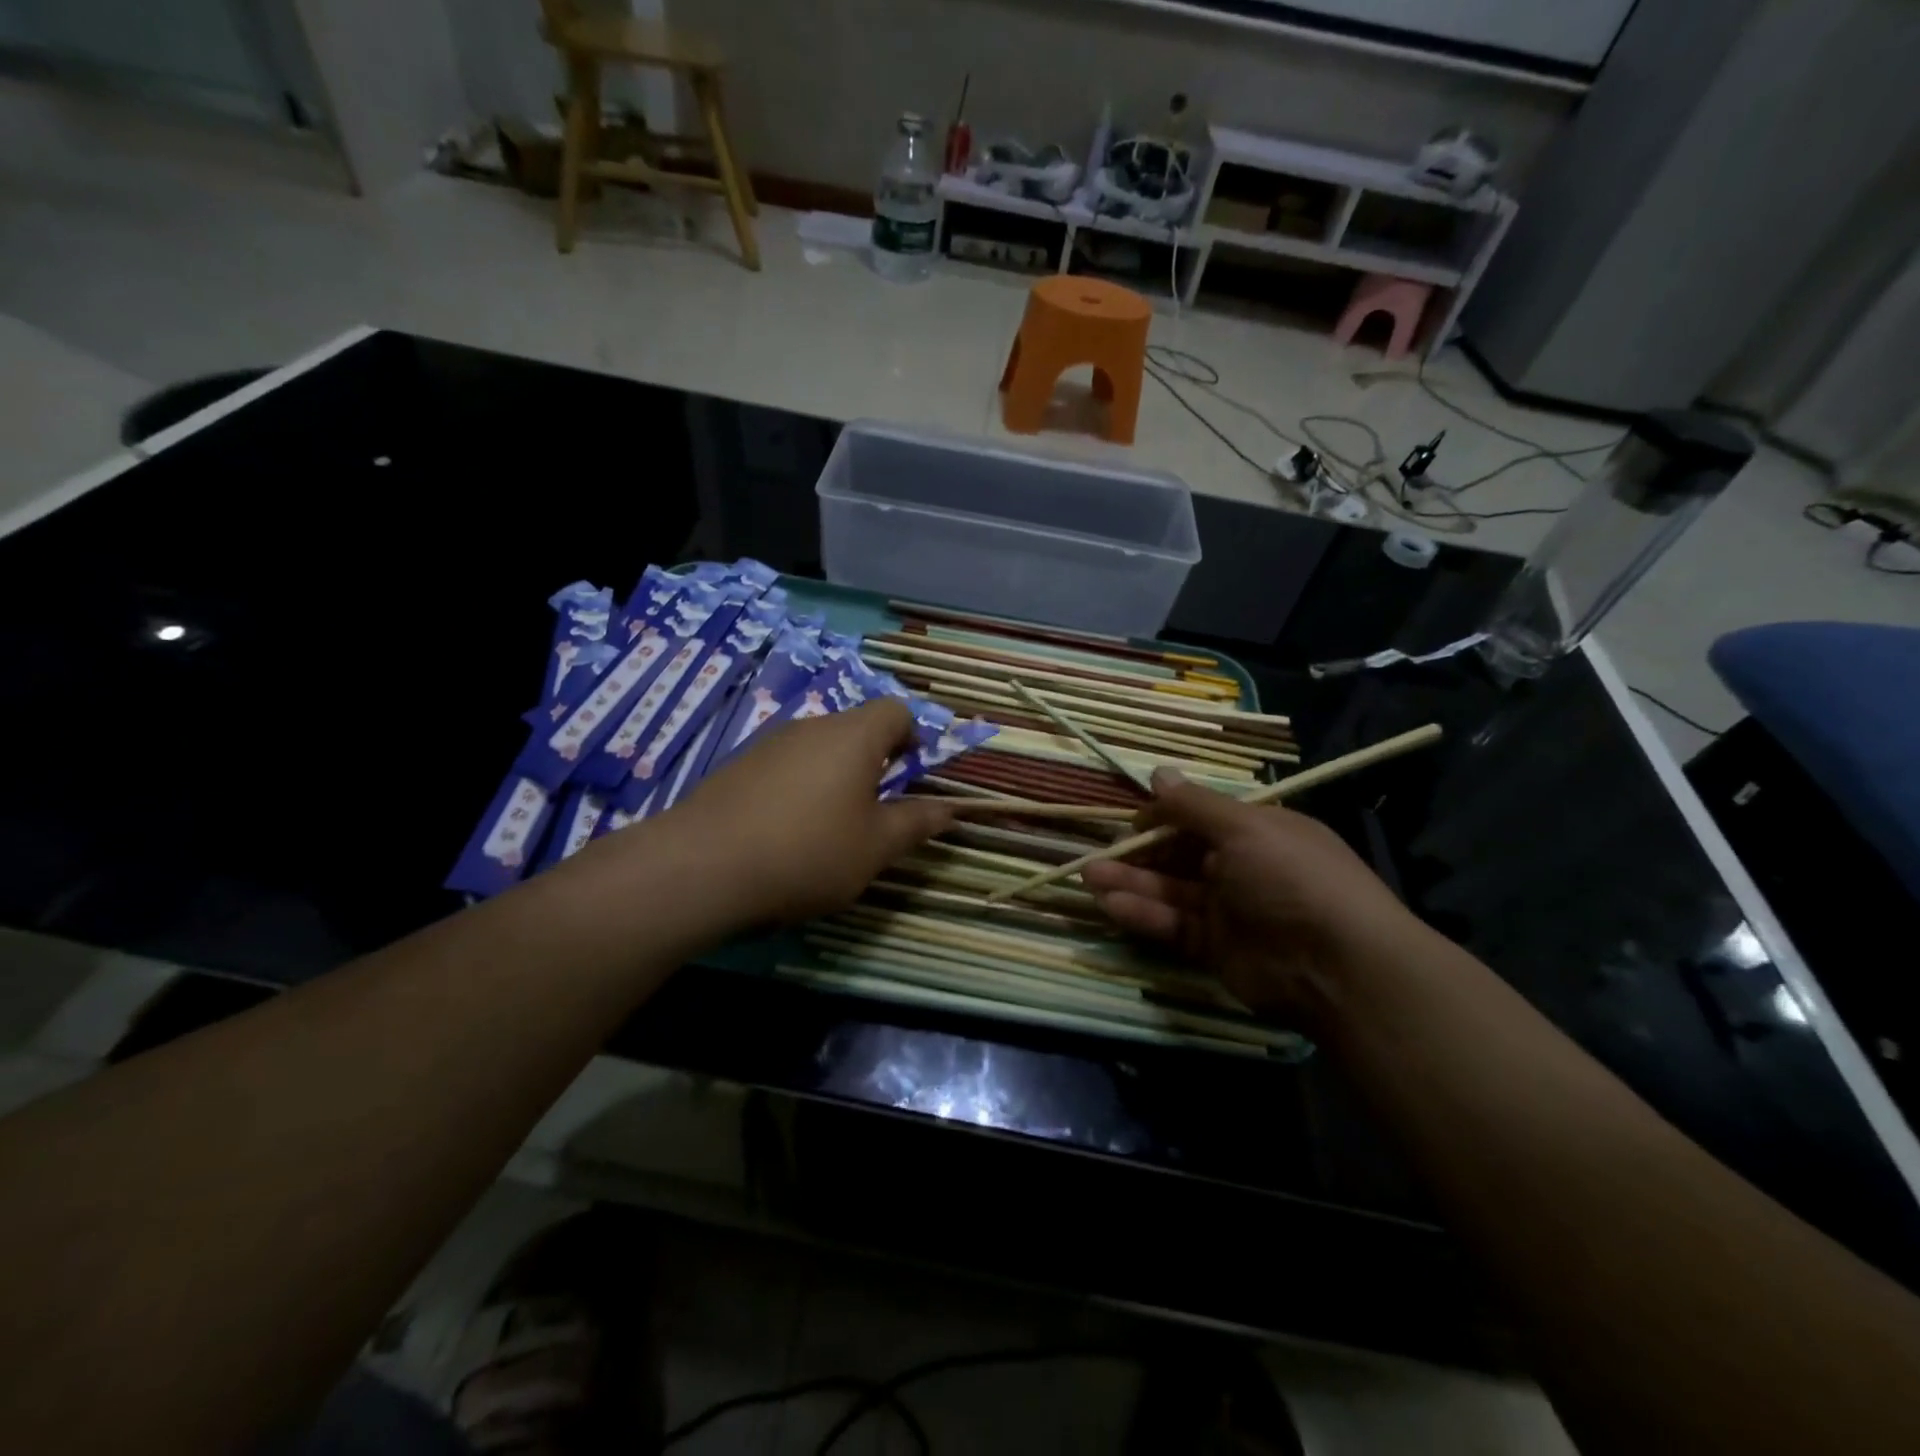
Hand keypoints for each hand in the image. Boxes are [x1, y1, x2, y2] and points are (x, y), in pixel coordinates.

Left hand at [657, 699, 953, 924]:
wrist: (702, 866)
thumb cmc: (808, 852)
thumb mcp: (875, 847)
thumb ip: (916, 823)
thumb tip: (951, 809)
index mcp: (854, 736)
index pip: (896, 711)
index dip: (913, 738)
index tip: (911, 777)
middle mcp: (812, 727)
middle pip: (856, 728)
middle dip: (874, 763)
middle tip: (875, 811)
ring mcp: (770, 743)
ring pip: (819, 749)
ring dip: (835, 777)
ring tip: (829, 828)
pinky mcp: (738, 766)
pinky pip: (785, 766)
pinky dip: (798, 788)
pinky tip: (785, 833)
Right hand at [1082, 769, 1436, 1018]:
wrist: (1337, 966)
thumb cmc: (1292, 877)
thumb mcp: (1245, 828)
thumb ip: (1194, 805)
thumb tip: (1158, 772)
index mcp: (1256, 832)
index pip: (1200, 818)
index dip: (1165, 817)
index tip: (1133, 821)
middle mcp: (1240, 867)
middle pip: (1179, 855)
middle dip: (1139, 853)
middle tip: (1099, 854)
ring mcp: (1227, 909)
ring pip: (1169, 890)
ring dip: (1130, 882)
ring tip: (1089, 876)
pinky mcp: (1214, 947)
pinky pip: (1172, 925)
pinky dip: (1142, 914)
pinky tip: (1110, 904)